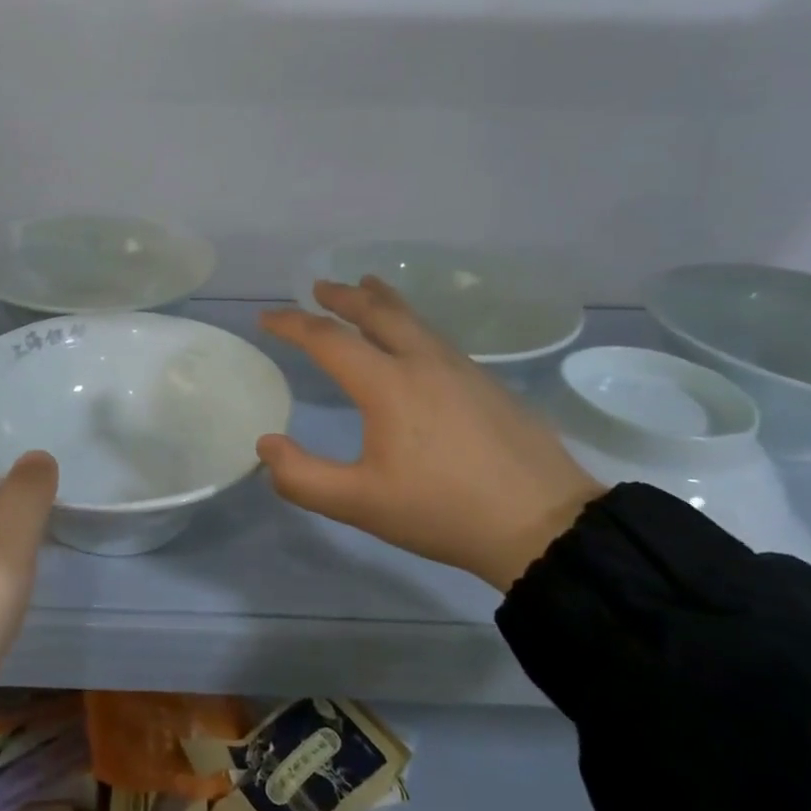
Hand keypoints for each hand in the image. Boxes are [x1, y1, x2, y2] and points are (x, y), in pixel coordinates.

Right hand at [258, 277, 602, 592]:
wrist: (543, 523)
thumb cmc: (443, 511)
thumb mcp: (360, 504)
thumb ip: (302, 477)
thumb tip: (266, 445)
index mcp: (388, 384)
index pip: (328, 339)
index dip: (292, 324)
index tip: (266, 318)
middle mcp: (423, 362)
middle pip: (377, 312)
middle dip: (342, 295)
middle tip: (319, 286)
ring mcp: (462, 369)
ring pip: (413, 319)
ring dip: (381, 301)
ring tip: (367, 288)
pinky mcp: (488, 383)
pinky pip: (436, 337)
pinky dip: (410, 323)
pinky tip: (414, 341)